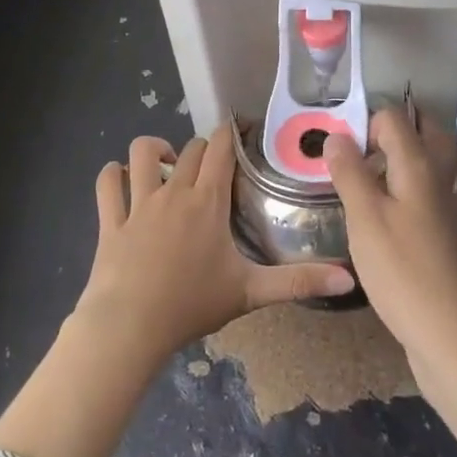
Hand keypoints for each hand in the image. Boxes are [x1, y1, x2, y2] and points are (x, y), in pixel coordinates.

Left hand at [74, 127, 356, 366]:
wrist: (130, 327)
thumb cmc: (192, 304)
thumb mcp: (250, 293)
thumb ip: (299, 282)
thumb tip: (349, 279)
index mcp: (208, 201)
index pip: (220, 147)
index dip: (231, 132)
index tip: (241, 129)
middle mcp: (174, 191)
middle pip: (189, 149)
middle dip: (202, 150)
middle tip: (213, 168)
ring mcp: (138, 202)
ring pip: (142, 153)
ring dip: (154, 150)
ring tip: (166, 167)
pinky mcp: (111, 220)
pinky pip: (107, 183)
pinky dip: (114, 175)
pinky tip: (122, 180)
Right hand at [326, 109, 456, 446]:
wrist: (449, 335)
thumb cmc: (400, 271)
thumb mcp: (364, 218)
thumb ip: (350, 172)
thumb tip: (336, 135)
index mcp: (419, 166)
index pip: (395, 118)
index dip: (366, 123)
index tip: (342, 151)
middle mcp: (442, 178)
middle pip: (427, 132)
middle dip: (397, 129)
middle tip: (362, 147)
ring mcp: (454, 208)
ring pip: (445, 161)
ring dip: (422, 152)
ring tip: (391, 164)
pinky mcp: (456, 235)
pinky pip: (453, 195)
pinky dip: (441, 188)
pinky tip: (421, 202)